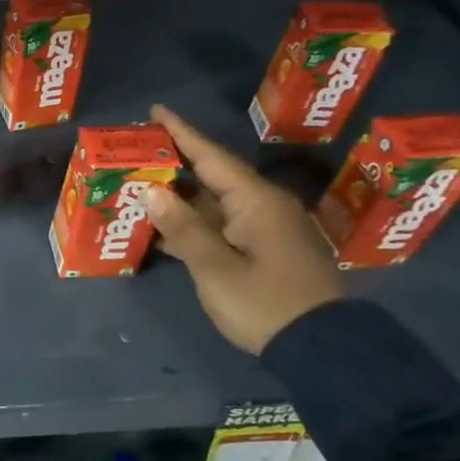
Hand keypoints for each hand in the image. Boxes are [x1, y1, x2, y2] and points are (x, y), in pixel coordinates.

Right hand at [140, 105, 343, 354]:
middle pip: (211, 177)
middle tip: (137, 151)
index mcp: (256, 202)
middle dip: (174, 164)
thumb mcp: (215, 267)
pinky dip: (192, 223)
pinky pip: (221, 226)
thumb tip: (151, 190)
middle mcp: (263, 207)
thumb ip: (182, 227)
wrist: (322, 349)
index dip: (181, 133)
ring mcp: (266, 231)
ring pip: (214, 204)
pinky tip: (163, 229)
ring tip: (140, 186)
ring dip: (179, 198)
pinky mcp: (265, 252)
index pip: (211, 157)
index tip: (155, 111)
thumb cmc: (265, 303)